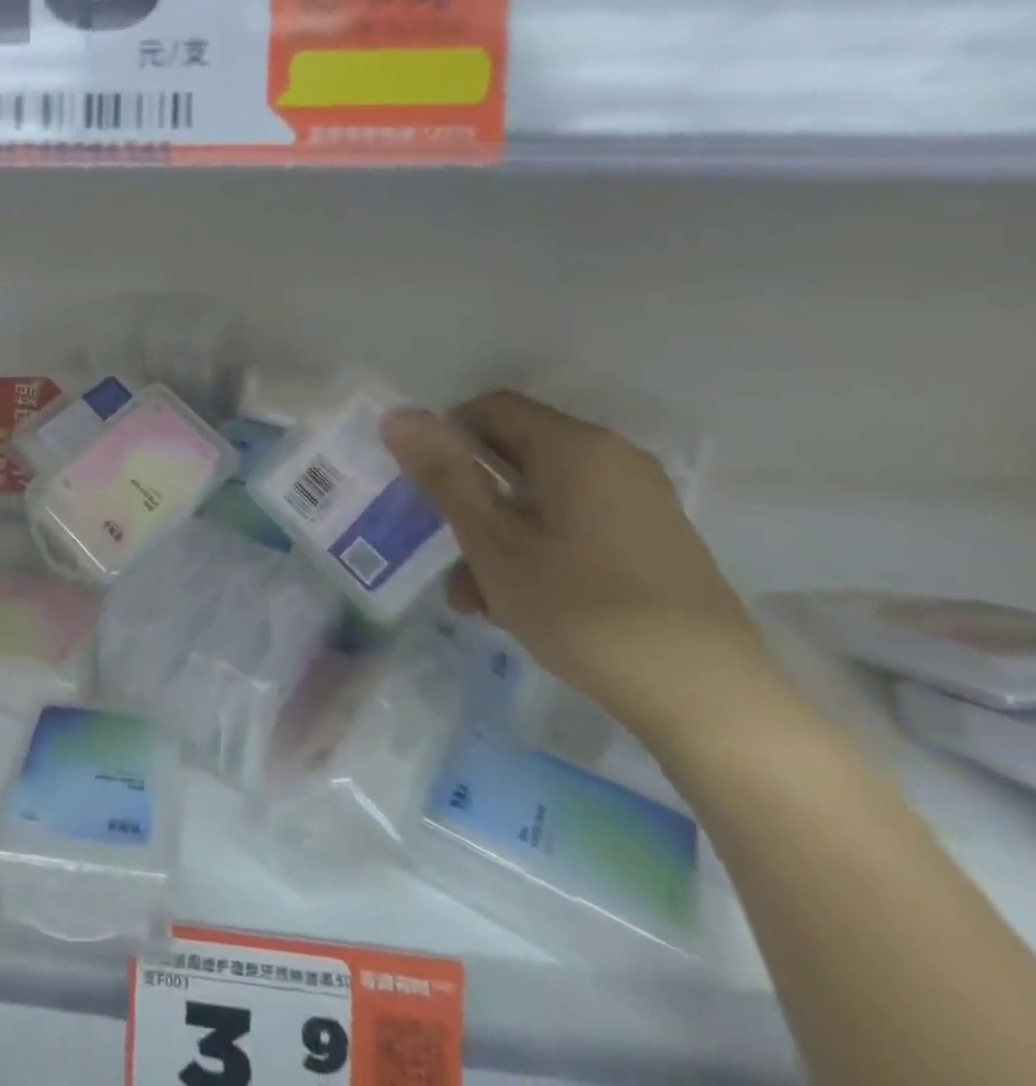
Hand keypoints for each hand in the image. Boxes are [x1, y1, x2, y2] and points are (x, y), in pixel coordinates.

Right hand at [382, 391, 778, 745]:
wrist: (706, 698)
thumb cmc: (582, 608)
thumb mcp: (492, 541)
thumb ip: (443, 474)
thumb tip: (398, 416)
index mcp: (574, 446)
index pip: (489, 408)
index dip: (444, 438)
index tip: (421, 489)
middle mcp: (611, 459)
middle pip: (513, 453)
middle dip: (466, 496)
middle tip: (438, 548)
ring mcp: (635, 501)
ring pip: (538, 497)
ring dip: (495, 533)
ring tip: (472, 595)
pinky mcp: (648, 540)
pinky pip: (571, 524)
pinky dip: (534, 548)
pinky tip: (514, 603)